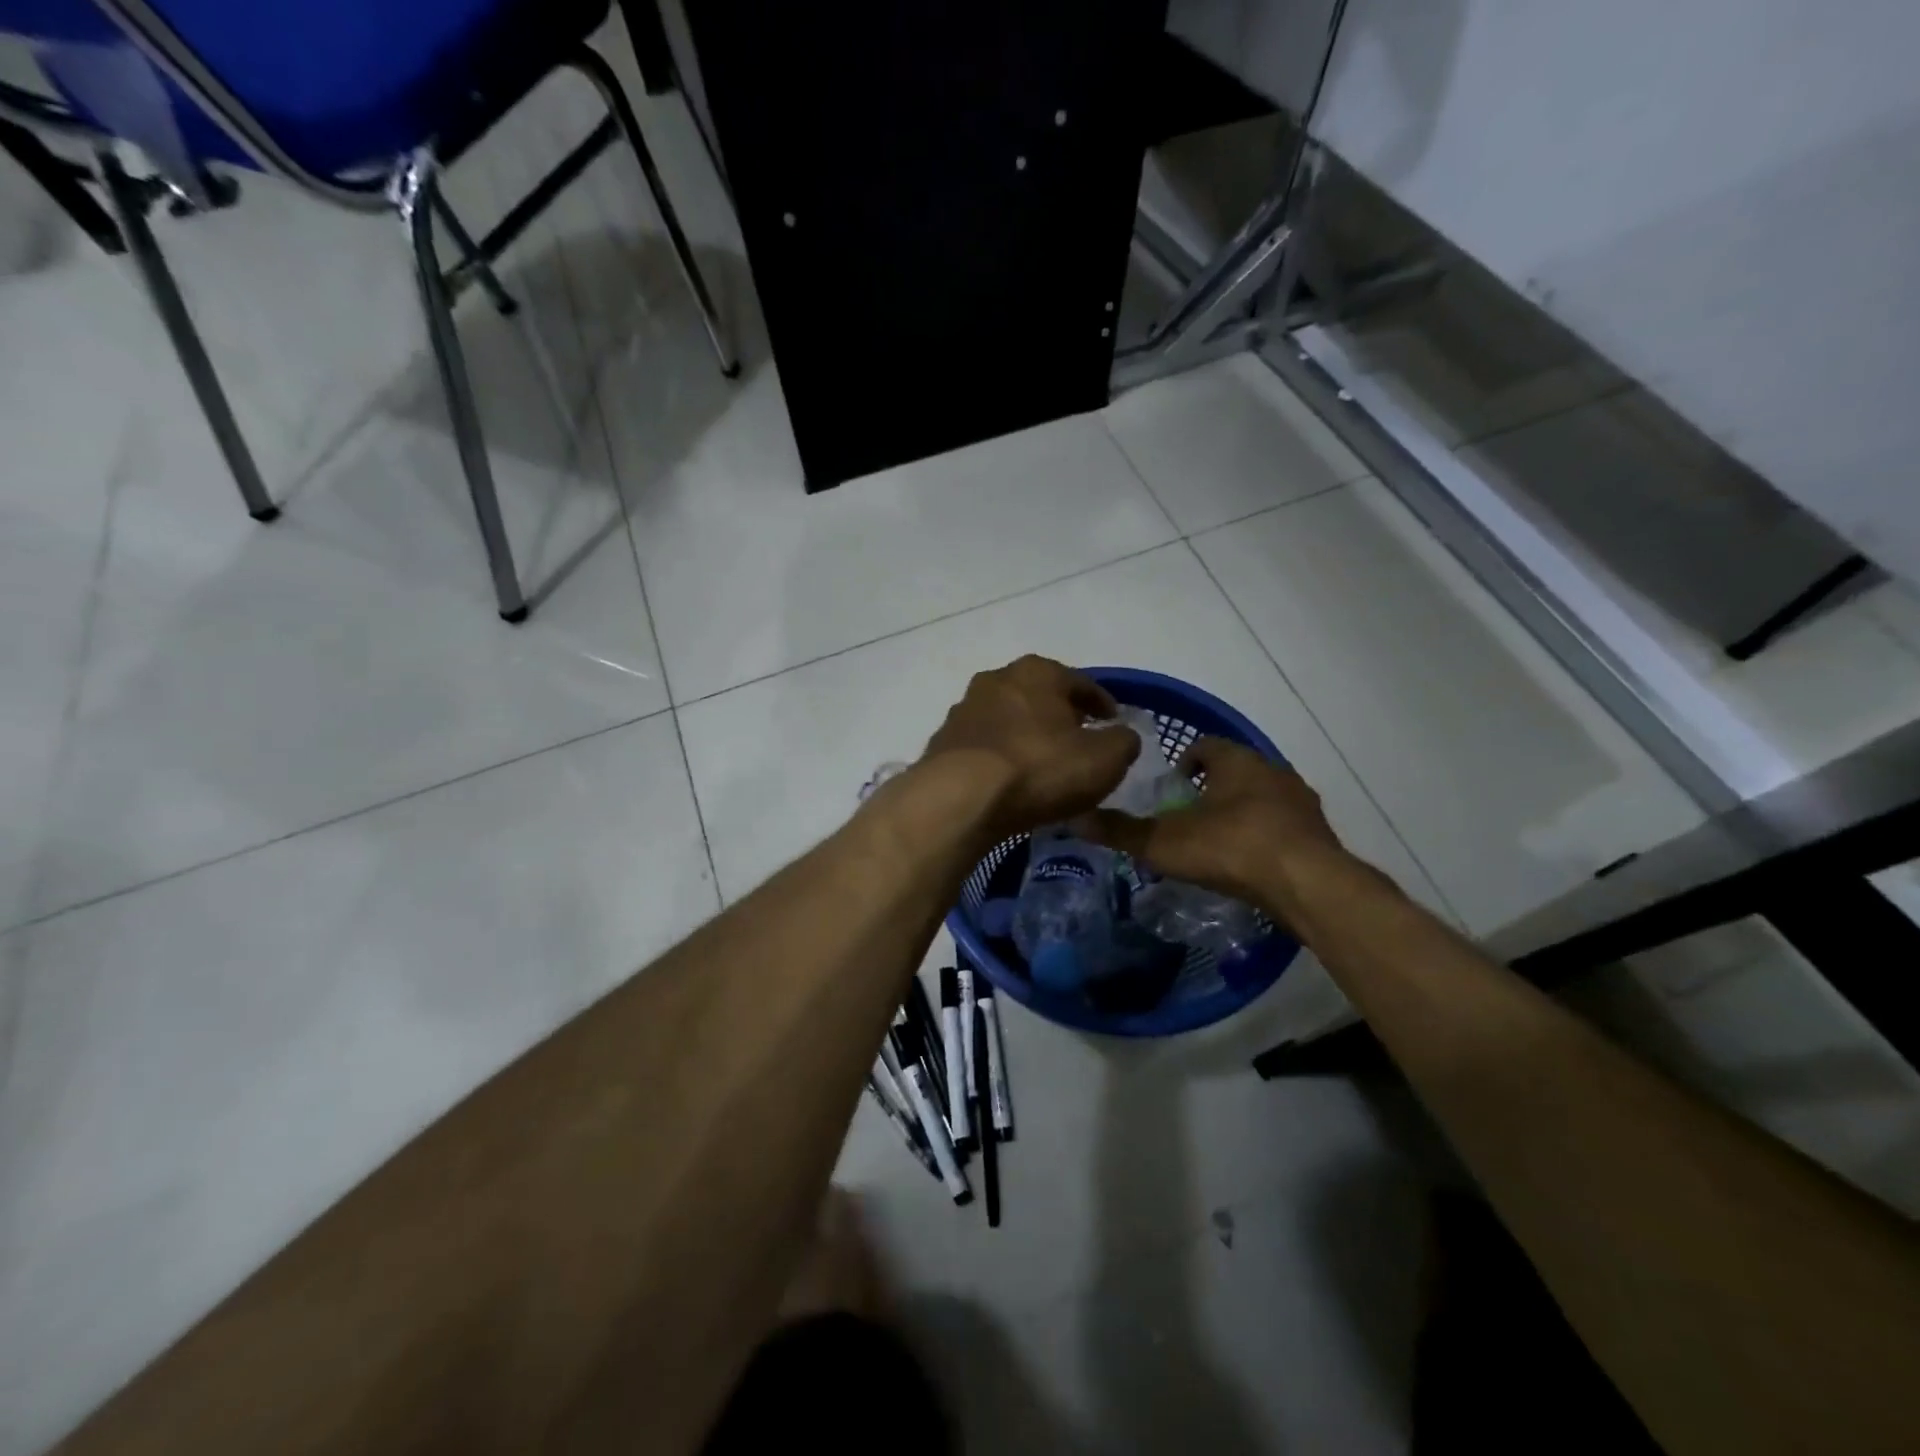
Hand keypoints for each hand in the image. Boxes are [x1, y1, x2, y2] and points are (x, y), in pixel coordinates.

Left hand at [919, 656, 1140, 840]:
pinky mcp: (943, 742)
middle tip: (1079, 739)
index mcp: (1038, 672)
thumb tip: (1121, 737)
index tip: (1113, 722)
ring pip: (1008, 718)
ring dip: (1026, 734)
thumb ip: (1123, 742)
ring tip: (1042, 762)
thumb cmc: (1040, 768)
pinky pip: (984, 746)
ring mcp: (964, 709)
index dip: (1103, 703)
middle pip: (1039, 695)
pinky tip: (1009, 779)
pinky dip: (1000, 756)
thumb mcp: (1104, 759)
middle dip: (1060, 715)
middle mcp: (997, 679)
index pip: (1081, 683)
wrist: (960, 798)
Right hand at [1073, 737, 1350, 912]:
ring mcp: (1301, 802)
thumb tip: (1074, 819)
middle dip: (1213, 788)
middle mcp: (1273, 771)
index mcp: (1237, 761)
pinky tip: (1252, 864)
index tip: (1171, 785)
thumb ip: (1121, 831)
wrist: (1308, 885)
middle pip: (1236, 770)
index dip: (1185, 761)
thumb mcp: (1164, 842)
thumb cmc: (1231, 847)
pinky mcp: (1318, 834)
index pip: (1206, 745)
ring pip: (1264, 797)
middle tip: (1189, 815)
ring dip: (1243, 811)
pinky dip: (1266, 836)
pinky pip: (1284, 826)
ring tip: (1219, 842)